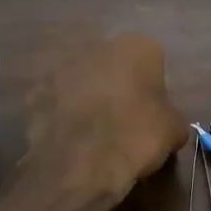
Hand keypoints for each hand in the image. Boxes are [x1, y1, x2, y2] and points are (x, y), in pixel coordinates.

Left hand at [24, 33, 187, 207]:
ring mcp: (61, 67)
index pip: (152, 61)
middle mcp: (97, 46)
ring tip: (93, 133)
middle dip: (117, 86)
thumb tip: (165, 121)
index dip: (153, 88)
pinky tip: (70, 139)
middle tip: (123, 121)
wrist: (81, 165)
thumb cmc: (136, 137)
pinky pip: (56, 100)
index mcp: (136, 46)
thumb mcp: (174, 130)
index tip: (151, 113)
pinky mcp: (36, 91)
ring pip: (82, 80)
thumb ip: (171, 115)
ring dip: (88, 97)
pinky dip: (62, 114)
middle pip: (113, 65)